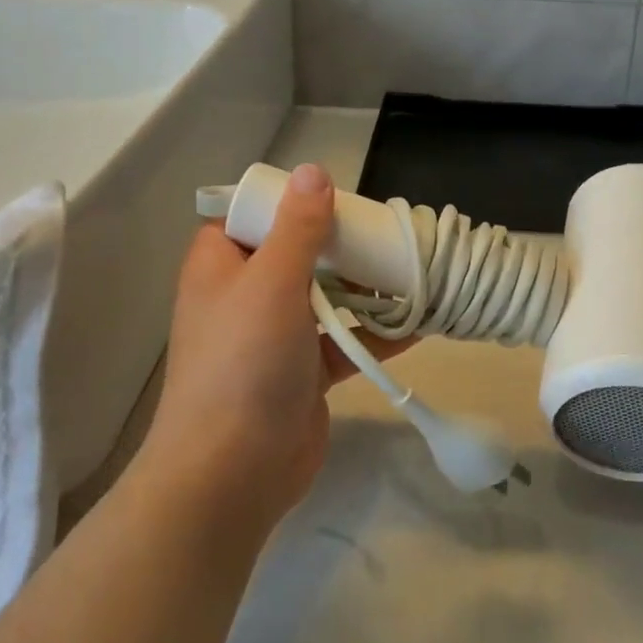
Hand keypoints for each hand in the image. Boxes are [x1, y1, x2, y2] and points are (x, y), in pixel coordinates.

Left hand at [147, 163, 410, 531]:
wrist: (234, 471)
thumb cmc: (244, 362)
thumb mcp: (271, 281)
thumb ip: (298, 227)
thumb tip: (313, 172)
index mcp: (222, 267)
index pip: (250, 217)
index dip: (289, 202)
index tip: (334, 198)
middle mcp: (246, 296)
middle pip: (298, 254)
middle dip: (342, 243)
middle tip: (387, 232)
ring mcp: (278, 337)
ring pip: (327, 297)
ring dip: (366, 287)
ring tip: (413, 269)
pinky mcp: (306, 373)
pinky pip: (346, 341)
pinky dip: (377, 333)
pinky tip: (420, 322)